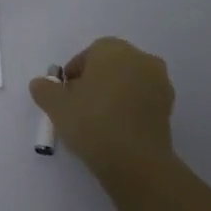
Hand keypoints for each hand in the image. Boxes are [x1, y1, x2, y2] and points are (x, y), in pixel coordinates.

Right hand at [29, 37, 176, 175]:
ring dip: (114, 94)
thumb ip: (44, 89)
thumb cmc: (91, 122)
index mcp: (113, 49)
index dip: (74, 73)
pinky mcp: (168, 106)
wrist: (134, 160)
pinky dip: (130, 108)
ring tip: (98, 121)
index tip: (65, 95)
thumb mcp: (56, 105)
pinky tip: (117, 129)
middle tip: (79, 106)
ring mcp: (159, 82)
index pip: (88, 54)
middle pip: (111, 65)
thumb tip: (41, 83)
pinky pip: (142, 100)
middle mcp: (141, 58)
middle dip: (95, 81)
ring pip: (129, 82)